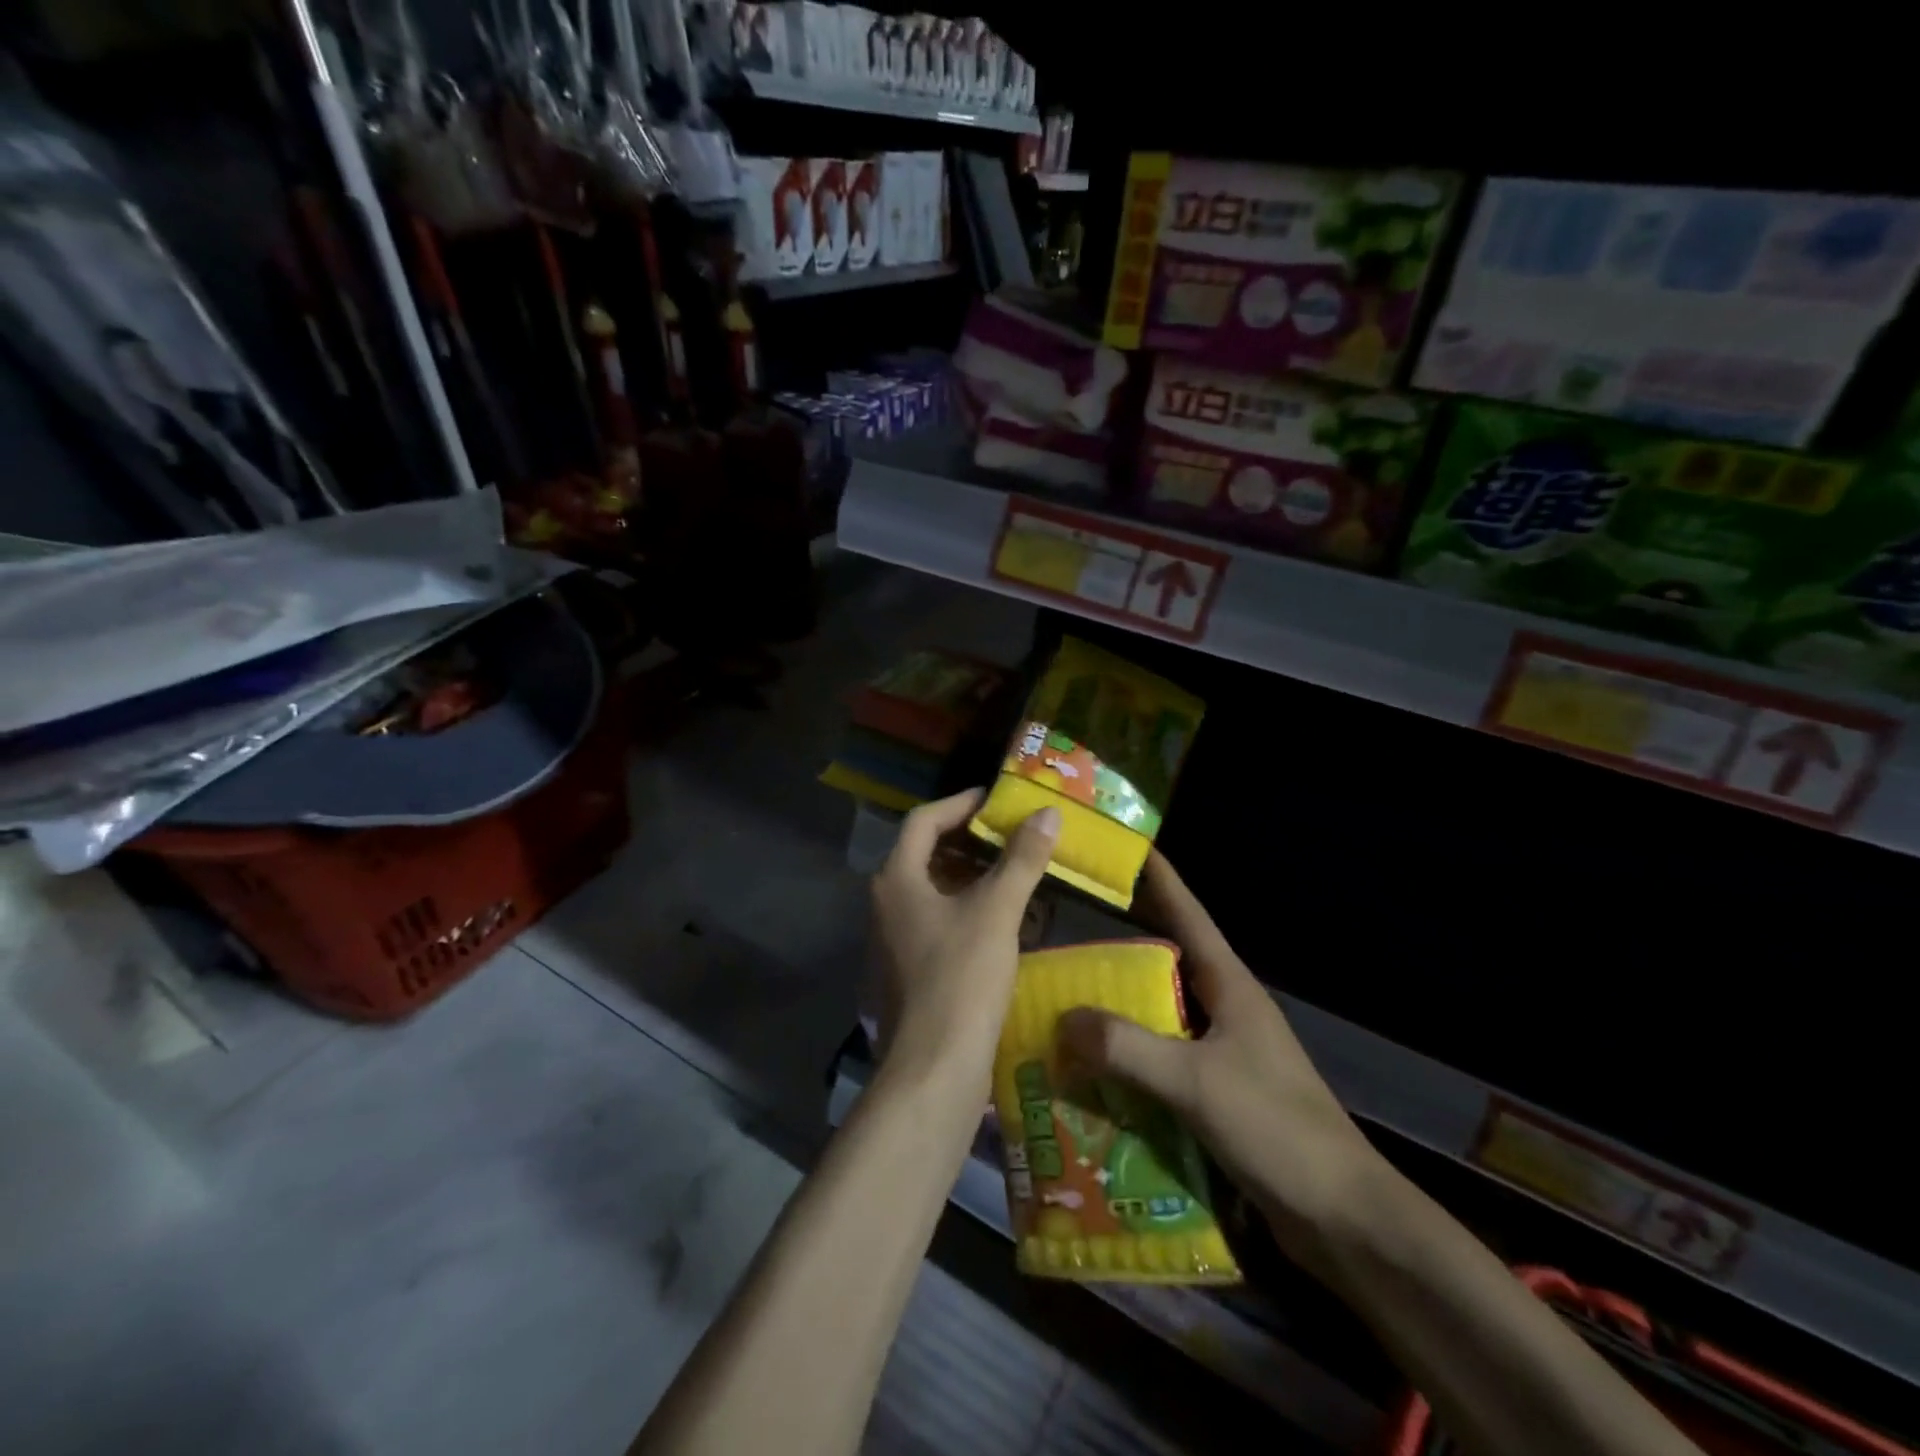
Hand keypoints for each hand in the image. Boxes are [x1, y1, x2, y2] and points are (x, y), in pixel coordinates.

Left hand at [871, 789, 1059, 1091]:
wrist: (934, 1068)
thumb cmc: (960, 978)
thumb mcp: (996, 911)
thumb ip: (1021, 859)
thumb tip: (1047, 814)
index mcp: (897, 880)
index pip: (924, 821)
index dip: (960, 804)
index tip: (996, 800)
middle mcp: (887, 904)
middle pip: (927, 854)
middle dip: (971, 842)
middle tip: (1012, 835)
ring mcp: (895, 940)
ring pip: (936, 891)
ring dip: (974, 878)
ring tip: (1016, 873)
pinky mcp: (910, 971)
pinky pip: (940, 923)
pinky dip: (971, 912)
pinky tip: (1007, 922)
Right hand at [1058, 851, 1385, 1271]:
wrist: (1343, 1219)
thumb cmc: (1276, 1128)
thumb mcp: (1195, 1082)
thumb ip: (1128, 1048)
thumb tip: (1064, 1019)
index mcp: (1230, 989)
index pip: (1190, 917)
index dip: (1162, 880)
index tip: (1130, 848)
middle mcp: (1226, 1012)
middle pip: (1166, 966)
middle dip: (1121, 951)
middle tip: (1067, 940)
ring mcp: (1225, 1056)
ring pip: (1161, 1019)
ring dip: (1120, 1016)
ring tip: (1066, 1009)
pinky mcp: (1220, 1097)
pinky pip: (1163, 1066)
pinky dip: (1131, 1065)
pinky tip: (1094, 1077)